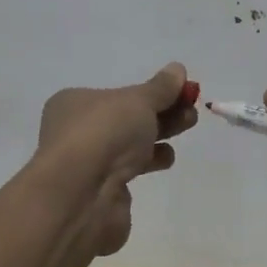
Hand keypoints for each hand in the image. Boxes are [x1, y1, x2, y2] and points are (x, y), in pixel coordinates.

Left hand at [36, 63, 197, 256]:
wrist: (82, 196)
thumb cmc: (105, 133)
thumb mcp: (138, 101)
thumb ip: (160, 88)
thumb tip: (178, 69)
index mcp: (75, 103)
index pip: (117, 93)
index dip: (151, 91)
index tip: (182, 91)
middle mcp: (76, 132)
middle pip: (126, 118)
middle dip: (161, 112)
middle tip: (191, 111)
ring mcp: (88, 164)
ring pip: (129, 144)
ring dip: (159, 135)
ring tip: (186, 128)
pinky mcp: (101, 192)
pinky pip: (128, 171)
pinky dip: (147, 163)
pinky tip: (165, 159)